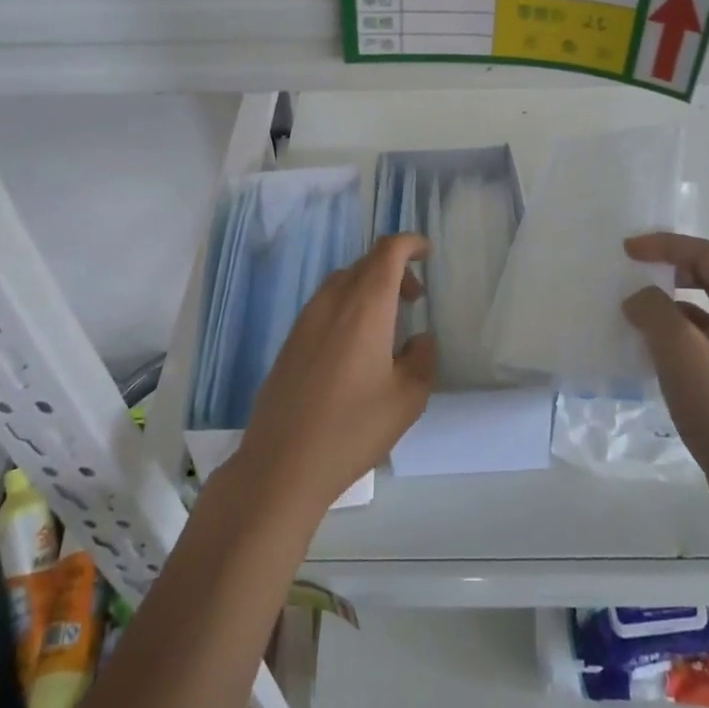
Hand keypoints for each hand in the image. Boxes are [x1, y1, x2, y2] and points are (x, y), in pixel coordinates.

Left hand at [235, 235, 436, 519]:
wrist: (281, 463)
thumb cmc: (352, 428)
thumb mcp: (408, 399)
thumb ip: (422, 359)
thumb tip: (419, 339)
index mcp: (365, 306)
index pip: (387, 252)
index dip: (409, 243)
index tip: (427, 253)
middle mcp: (332, 302)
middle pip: (364, 264)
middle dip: (393, 270)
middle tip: (414, 299)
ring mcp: (305, 321)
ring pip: (341, 283)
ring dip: (368, 289)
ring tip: (386, 324)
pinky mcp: (289, 342)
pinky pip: (324, 306)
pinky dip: (347, 307)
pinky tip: (354, 348)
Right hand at [622, 234, 708, 488]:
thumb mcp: (680, 351)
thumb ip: (653, 311)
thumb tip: (638, 299)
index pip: (704, 254)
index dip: (663, 245)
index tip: (626, 251)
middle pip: (706, 277)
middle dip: (666, 272)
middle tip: (630, 277)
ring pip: (703, 310)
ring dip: (668, 307)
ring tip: (632, 318)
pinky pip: (704, 339)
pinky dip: (676, 336)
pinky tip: (651, 354)